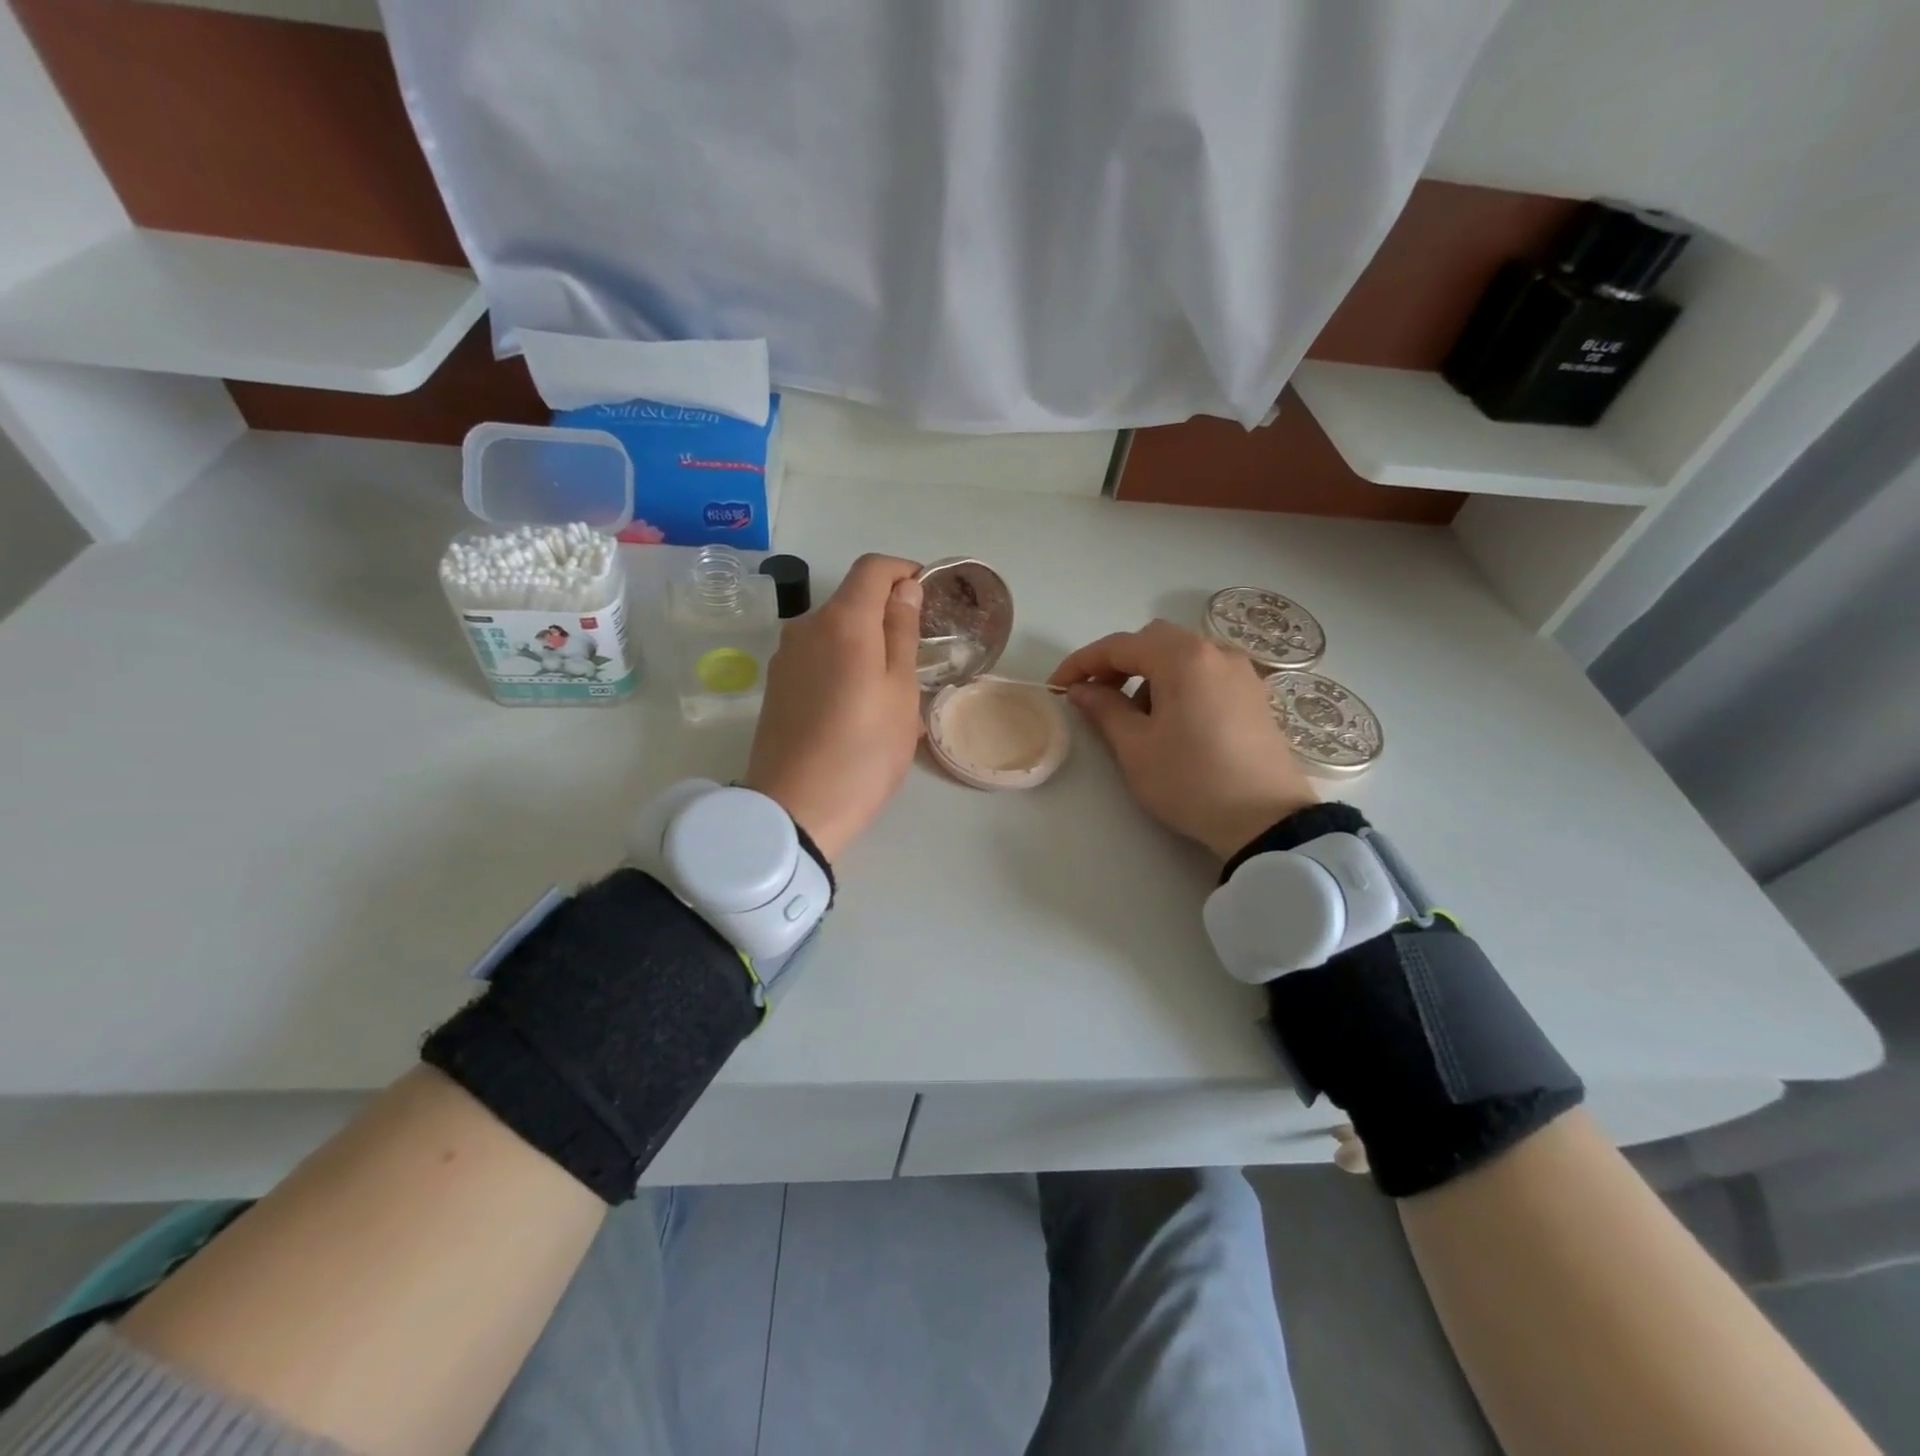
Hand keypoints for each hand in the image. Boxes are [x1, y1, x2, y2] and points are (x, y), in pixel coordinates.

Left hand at [746, 554, 925, 862]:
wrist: (795, 810)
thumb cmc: (864, 751)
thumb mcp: (900, 691)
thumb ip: (902, 632)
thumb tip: (904, 588)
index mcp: (842, 621)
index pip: (872, 568)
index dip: (903, 571)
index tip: (927, 593)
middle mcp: (806, 627)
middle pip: (851, 600)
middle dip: (886, 613)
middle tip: (917, 654)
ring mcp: (785, 657)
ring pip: (834, 632)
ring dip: (865, 643)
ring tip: (890, 689)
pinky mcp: (776, 685)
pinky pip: (818, 657)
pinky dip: (843, 664)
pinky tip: (858, 706)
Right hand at [1050, 619, 1316, 859]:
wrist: (1266, 820)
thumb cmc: (1190, 780)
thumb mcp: (1136, 747)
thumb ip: (1104, 709)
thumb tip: (1081, 689)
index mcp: (1183, 657)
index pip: (1119, 646)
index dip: (1082, 663)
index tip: (1058, 685)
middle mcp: (1215, 652)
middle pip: (1154, 641)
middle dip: (1118, 663)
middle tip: (1097, 697)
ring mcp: (1241, 672)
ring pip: (1182, 655)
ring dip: (1149, 674)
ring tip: (1135, 716)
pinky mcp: (1254, 694)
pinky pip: (1206, 673)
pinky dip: (1179, 683)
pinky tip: (1172, 721)